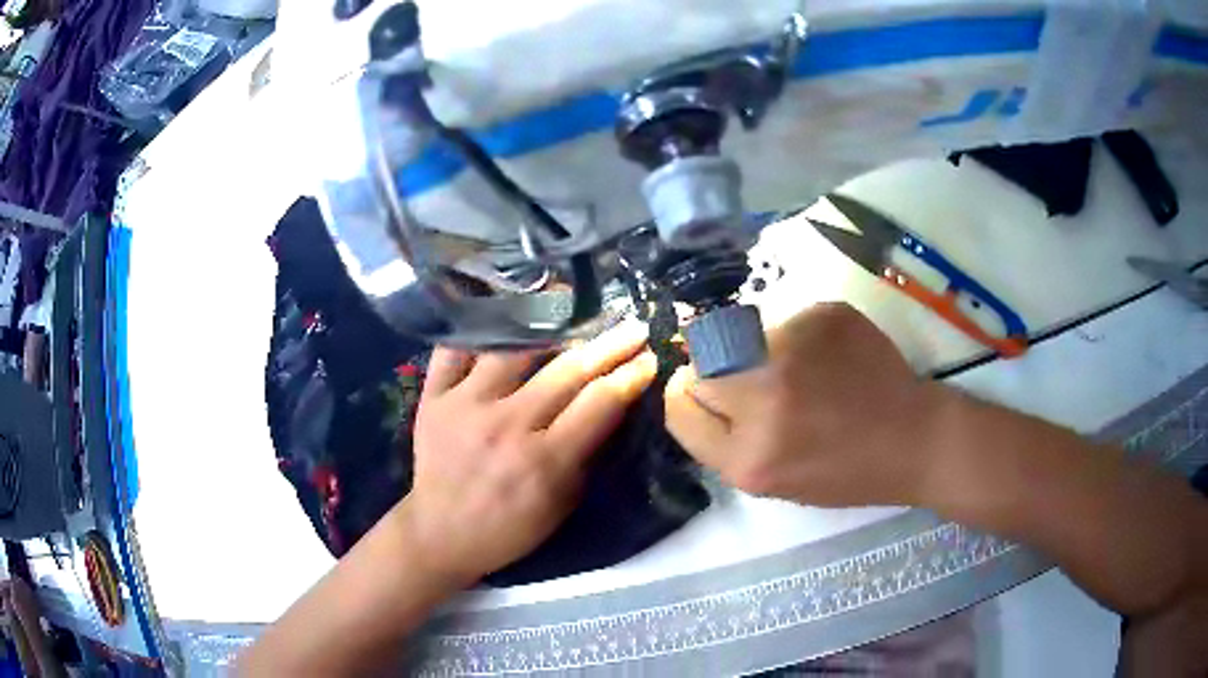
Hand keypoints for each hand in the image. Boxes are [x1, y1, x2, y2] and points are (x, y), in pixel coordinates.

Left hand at [399, 323, 657, 584]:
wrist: (440, 533)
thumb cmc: (509, 527)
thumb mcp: (562, 504)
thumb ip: (586, 455)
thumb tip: (610, 407)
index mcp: (545, 460)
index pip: (600, 402)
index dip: (631, 375)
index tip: (650, 357)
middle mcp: (507, 424)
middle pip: (567, 370)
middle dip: (610, 345)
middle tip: (633, 327)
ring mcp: (466, 405)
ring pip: (514, 348)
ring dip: (550, 326)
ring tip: (573, 309)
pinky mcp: (433, 397)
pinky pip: (454, 349)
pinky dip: (476, 330)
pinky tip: (501, 316)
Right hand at [666, 302, 944, 506]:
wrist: (912, 438)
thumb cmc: (843, 472)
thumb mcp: (770, 481)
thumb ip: (724, 440)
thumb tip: (692, 384)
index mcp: (748, 458)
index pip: (678, 405)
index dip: (686, 395)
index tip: (706, 393)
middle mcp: (763, 398)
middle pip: (700, 363)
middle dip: (718, 371)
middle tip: (755, 381)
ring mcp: (795, 349)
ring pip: (740, 335)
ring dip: (758, 350)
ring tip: (803, 372)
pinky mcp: (823, 314)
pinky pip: (785, 319)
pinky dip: (798, 336)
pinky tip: (829, 358)